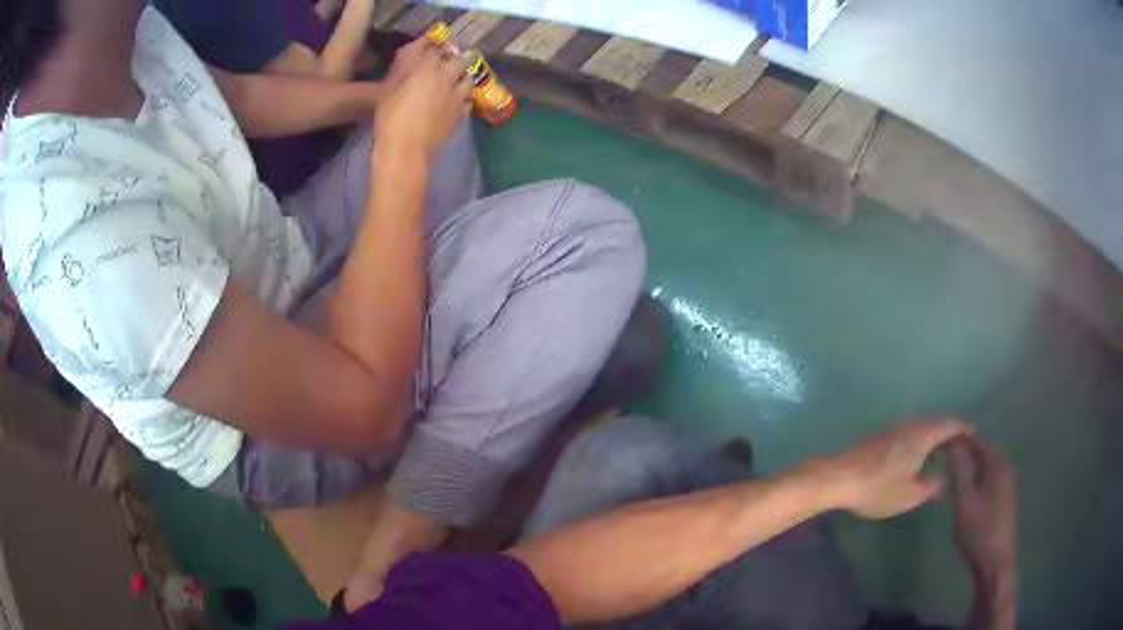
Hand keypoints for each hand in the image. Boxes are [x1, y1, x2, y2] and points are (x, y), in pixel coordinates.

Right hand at [375, 47, 471, 158]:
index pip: (436, 49)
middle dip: (454, 59)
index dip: (434, 49)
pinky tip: (456, 102)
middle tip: (446, 63)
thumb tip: (412, 62)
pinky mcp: (461, 114)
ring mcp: (458, 96)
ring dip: (463, 77)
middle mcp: (447, 78)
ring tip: (455, 81)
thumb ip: (403, 72)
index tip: (431, 50)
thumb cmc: (391, 117)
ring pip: (469, 79)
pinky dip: (463, 99)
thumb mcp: (389, 89)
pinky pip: (468, 101)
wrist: (406, 148)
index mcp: (428, 68)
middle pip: (459, 60)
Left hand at [811, 418, 972, 518]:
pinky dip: (921, 439)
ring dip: (935, 435)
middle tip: (961, 446)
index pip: (950, 425)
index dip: (963, 429)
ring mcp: (895, 428)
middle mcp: (911, 424)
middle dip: (950, 431)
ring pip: (923, 426)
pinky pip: (911, 431)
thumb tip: (943, 479)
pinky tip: (919, 455)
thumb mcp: (910, 495)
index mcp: (922, 435)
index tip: (974, 434)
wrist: (839, 478)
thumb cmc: (878, 488)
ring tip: (943, 451)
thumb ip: (931, 486)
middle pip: (937, 422)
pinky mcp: (882, 436)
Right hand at [947, 435, 1016, 578]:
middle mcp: (1006, 469)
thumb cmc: (978, 531)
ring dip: (970, 465)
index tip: (941, 440)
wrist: (995, 562)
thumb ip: (959, 471)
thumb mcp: (964, 502)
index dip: (961, 438)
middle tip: (943, 455)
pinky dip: (976, 477)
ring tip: (950, 470)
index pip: (978, 441)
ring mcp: (1007, 484)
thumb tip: (952, 443)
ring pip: (986, 466)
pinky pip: (989, 478)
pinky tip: (965, 488)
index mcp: (998, 465)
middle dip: (965, 450)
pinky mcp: (1004, 498)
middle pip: (984, 452)